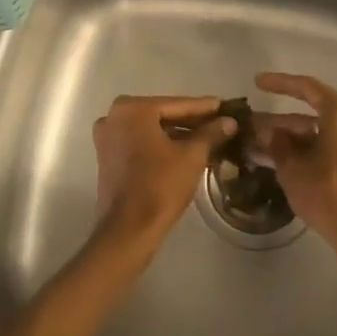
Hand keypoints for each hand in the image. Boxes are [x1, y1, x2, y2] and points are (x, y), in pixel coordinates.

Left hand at [92, 95, 234, 255]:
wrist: (128, 231)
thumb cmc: (160, 186)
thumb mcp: (192, 156)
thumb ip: (211, 133)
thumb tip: (229, 121)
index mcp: (132, 108)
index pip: (177, 104)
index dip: (205, 108)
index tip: (226, 107)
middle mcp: (114, 116)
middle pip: (163, 115)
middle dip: (192, 121)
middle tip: (221, 123)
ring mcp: (108, 137)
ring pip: (151, 130)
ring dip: (178, 134)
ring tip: (209, 138)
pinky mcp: (108, 157)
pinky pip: (140, 142)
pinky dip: (161, 145)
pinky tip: (186, 151)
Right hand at [252, 73, 336, 257]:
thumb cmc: (328, 194)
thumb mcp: (293, 169)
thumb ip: (277, 144)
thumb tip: (269, 132)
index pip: (306, 87)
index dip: (280, 83)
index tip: (257, 83)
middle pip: (310, 112)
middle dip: (278, 121)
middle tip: (250, 126)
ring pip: (317, 132)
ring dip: (289, 139)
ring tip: (257, 147)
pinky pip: (327, 147)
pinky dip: (304, 151)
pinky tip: (279, 162)